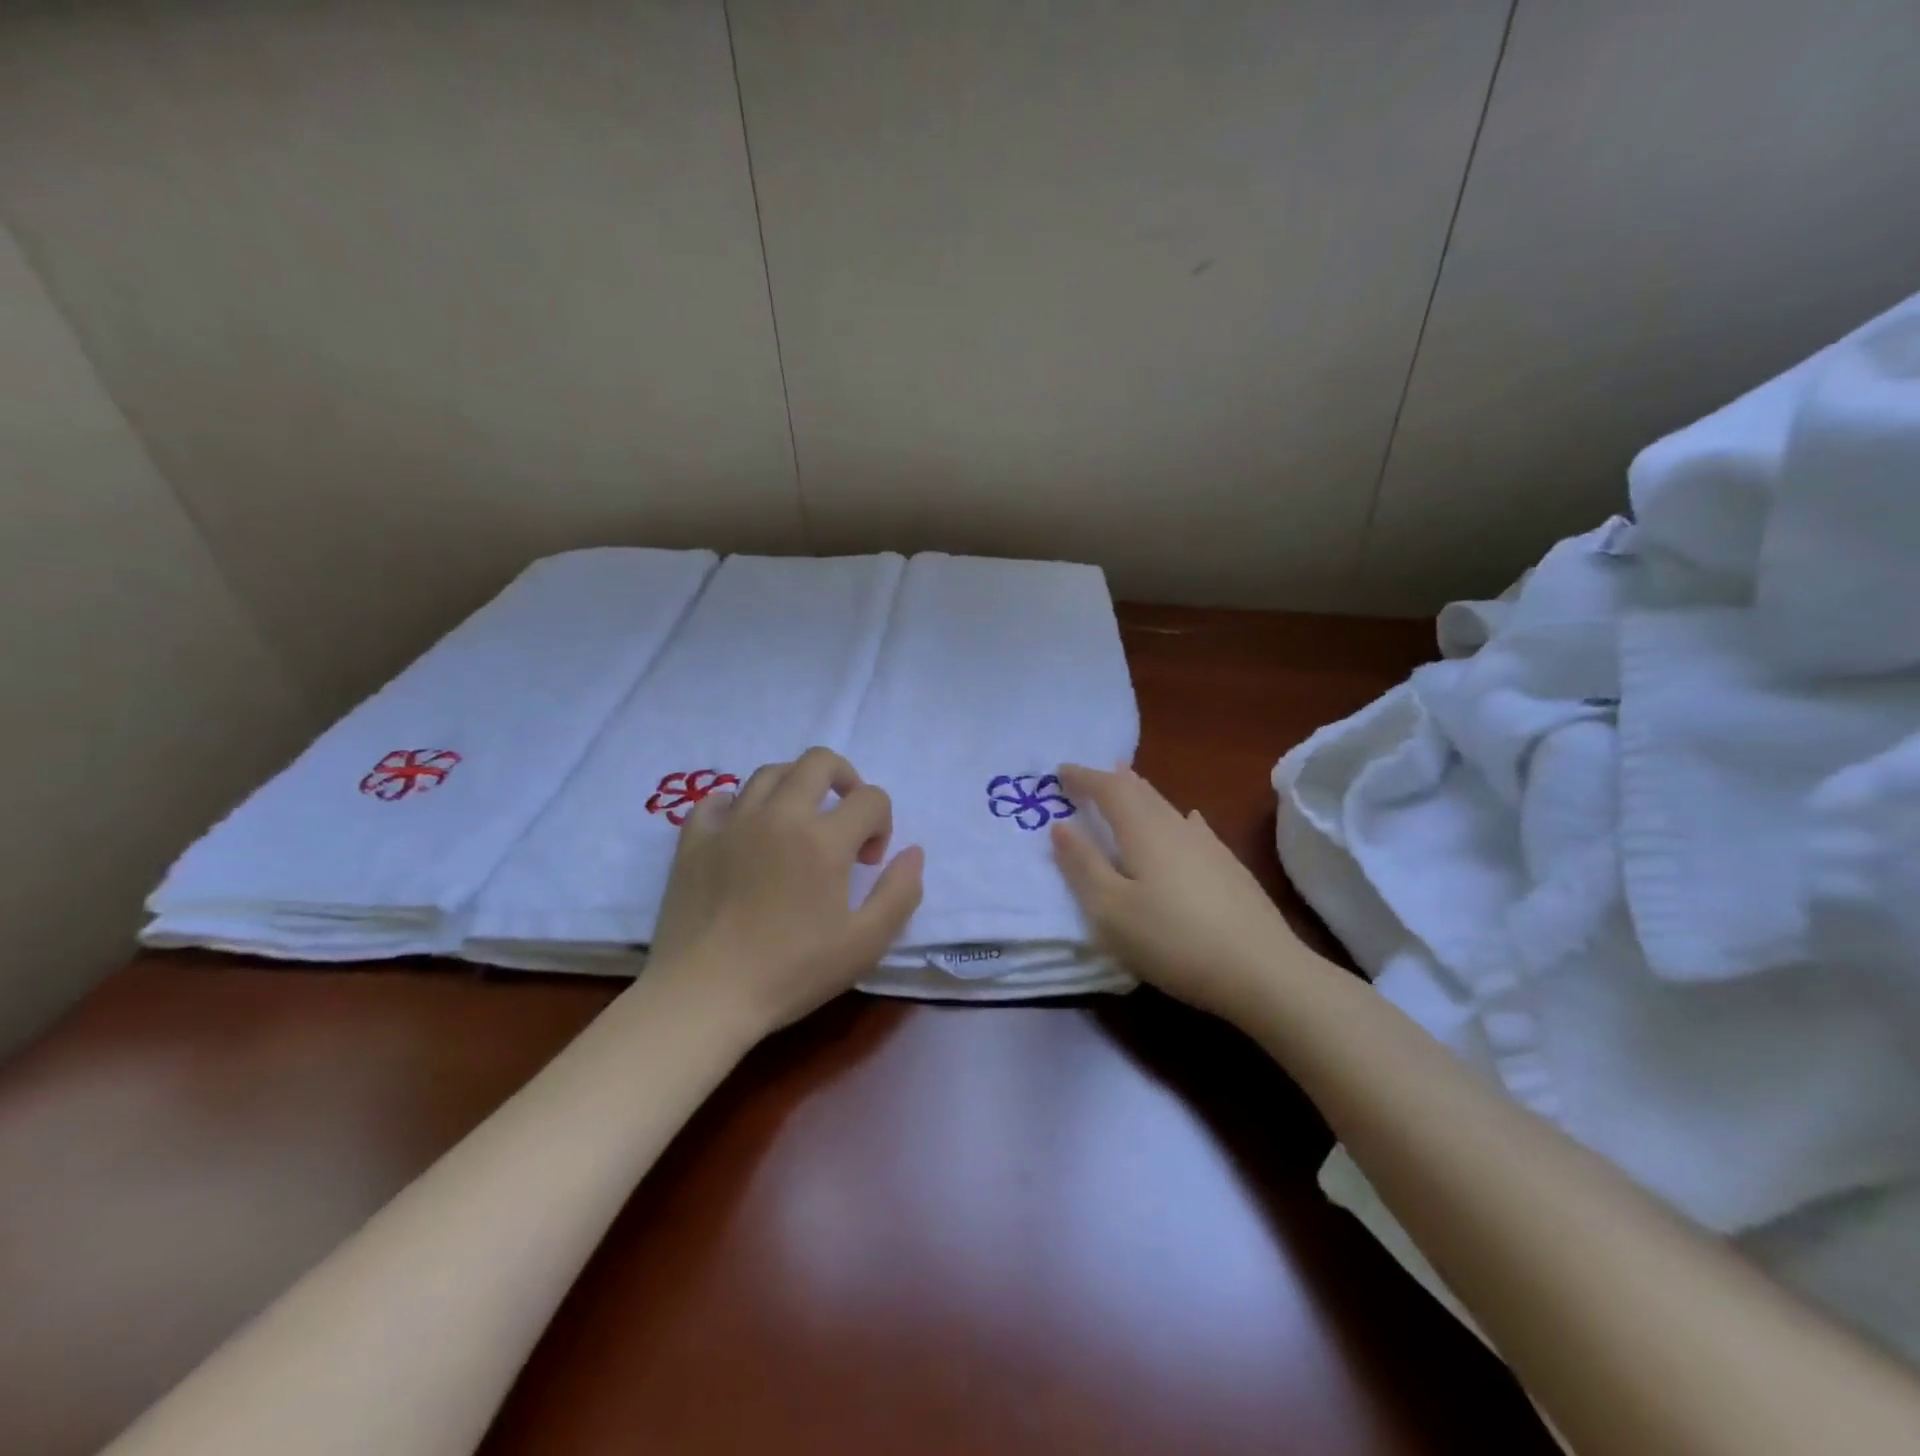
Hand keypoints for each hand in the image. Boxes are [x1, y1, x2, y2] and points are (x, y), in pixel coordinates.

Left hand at [647, 747, 923, 1036]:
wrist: (703, 996)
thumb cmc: (790, 973)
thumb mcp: (865, 944)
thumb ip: (900, 893)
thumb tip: (913, 852)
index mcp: (824, 839)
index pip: (871, 798)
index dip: (882, 823)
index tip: (869, 862)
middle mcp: (779, 815)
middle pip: (819, 762)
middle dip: (845, 779)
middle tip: (844, 818)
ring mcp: (732, 823)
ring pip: (769, 773)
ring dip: (795, 787)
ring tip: (798, 823)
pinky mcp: (694, 839)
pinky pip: (717, 799)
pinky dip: (738, 805)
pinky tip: (745, 831)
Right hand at [1050, 764, 1304, 1026]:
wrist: (1262, 971)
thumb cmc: (1172, 940)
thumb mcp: (1110, 910)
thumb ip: (1083, 866)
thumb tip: (1060, 826)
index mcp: (1143, 832)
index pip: (1109, 790)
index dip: (1084, 777)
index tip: (1061, 770)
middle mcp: (1177, 828)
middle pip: (1142, 792)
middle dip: (1113, 780)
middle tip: (1093, 774)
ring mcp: (1209, 847)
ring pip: (1168, 807)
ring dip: (1143, 794)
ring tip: (1131, 785)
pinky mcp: (1230, 869)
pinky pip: (1194, 828)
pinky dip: (1177, 818)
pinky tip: (1189, 822)